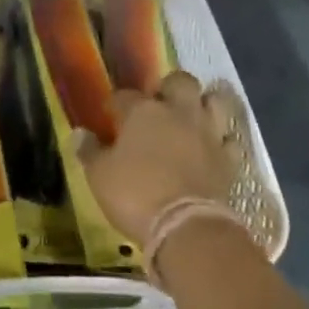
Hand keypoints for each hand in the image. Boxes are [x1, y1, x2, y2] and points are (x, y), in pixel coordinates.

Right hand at [71, 70, 234, 245]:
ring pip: (214, 101)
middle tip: (160, 106)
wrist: (186, 227)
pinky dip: (222, 141)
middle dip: (170, 87)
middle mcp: (178, 112)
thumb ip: (89, 152)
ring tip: (192, 118)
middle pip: (180, 81)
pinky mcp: (228, 158)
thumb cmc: (135, 195)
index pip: (125, 95)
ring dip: (204, 105)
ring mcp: (208, 132)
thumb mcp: (99, 176)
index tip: (111, 114)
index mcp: (143, 112)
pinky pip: (229, 139)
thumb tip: (79, 133)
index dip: (117, 103)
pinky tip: (213, 148)